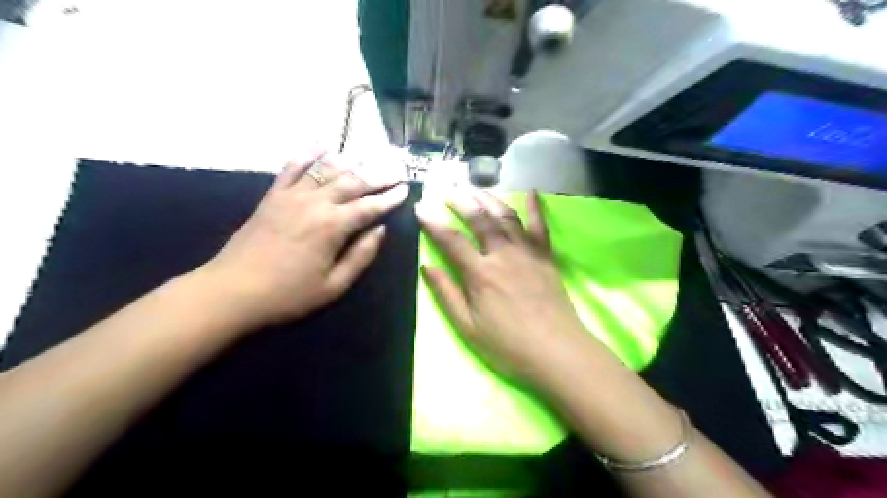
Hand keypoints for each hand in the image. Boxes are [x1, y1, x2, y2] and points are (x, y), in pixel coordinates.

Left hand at [196, 151, 407, 330]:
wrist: (231, 291)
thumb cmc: (288, 294)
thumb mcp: (334, 286)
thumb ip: (361, 256)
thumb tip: (380, 230)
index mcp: (333, 226)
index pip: (369, 206)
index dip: (389, 198)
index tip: (405, 189)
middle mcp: (315, 203)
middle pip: (352, 182)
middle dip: (377, 176)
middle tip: (396, 170)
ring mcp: (292, 195)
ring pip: (327, 170)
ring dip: (351, 163)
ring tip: (369, 158)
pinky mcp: (273, 195)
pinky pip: (293, 167)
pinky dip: (309, 154)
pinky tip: (322, 144)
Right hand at [418, 189, 586, 380]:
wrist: (556, 351)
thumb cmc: (507, 345)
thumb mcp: (467, 326)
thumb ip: (446, 293)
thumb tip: (427, 266)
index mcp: (480, 273)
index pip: (451, 240)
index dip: (433, 222)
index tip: (421, 207)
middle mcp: (502, 255)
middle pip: (479, 220)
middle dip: (461, 202)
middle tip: (449, 191)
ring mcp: (527, 252)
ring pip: (506, 217)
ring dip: (489, 199)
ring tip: (476, 189)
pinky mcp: (546, 256)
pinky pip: (540, 226)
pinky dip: (535, 207)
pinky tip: (531, 191)